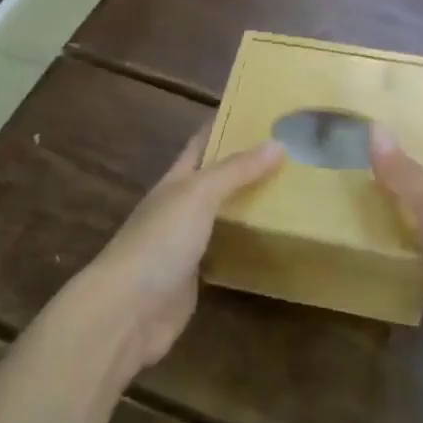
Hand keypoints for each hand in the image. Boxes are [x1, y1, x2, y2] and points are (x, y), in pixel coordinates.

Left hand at [70, 125, 282, 374]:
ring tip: (295, 192)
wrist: (127, 311)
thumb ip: (236, 170)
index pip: (202, 143)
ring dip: (250, 205)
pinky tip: (275, 240)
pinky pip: (227, 251)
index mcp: (176, 181)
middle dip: (248, 165)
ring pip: (224, 216)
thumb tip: (277, 142)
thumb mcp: (198, 195)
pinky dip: (247, 244)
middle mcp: (180, 207)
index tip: (261, 111)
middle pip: (216, 179)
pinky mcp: (196, 277)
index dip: (226, 125)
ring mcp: (186, 244)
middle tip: (293, 153)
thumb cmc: (159, 242)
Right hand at [370, 125, 422, 391]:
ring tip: (338, 189)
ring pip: (415, 221)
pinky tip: (354, 244)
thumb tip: (375, 127)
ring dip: (387, 208)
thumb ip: (406, 172)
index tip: (389, 102)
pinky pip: (409, 261)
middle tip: (346, 147)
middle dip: (395, 163)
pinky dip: (388, 252)